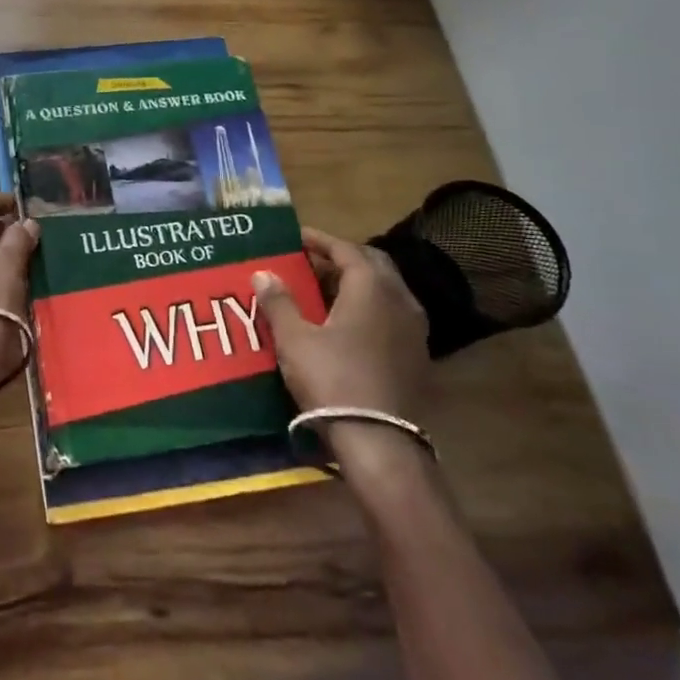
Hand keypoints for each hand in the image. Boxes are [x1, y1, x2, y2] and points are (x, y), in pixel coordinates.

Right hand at [254, 227, 430, 419]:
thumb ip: (279, 302)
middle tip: (311, 261)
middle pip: (372, 265)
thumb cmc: (333, 380)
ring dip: (356, 282)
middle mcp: (400, 300)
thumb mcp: (295, 339)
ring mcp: (414, 329)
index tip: (297, 237)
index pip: (347, 249)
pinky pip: (392, 314)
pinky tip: (346, 323)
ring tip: (324, 289)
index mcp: (371, 288)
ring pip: (385, 290)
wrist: (379, 442)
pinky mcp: (417, 355)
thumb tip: (262, 273)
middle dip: (342, 258)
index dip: (320, 240)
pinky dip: (369, 307)